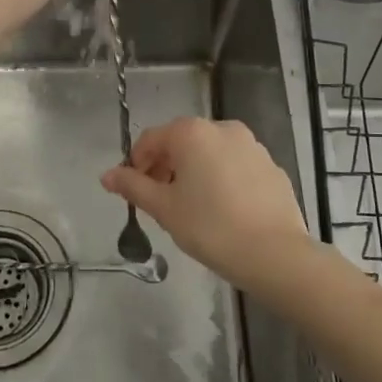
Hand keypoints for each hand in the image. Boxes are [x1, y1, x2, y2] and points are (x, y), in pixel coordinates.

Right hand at [102, 117, 314, 296]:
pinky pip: (236, 166)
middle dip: (166, 167)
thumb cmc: (210, 227)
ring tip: (192, 208)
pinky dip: (222, 180)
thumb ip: (133, 187)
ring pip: (210, 153)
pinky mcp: (271, 166)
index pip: (151, 139)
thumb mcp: (164, 208)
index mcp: (191, 132)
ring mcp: (252, 145)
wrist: (274, 253)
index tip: (134, 191)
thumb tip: (107, 175)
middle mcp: (222, 128)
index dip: (136, 164)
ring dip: (194, 172)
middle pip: (182, 142)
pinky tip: (224, 211)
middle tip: (161, 202)